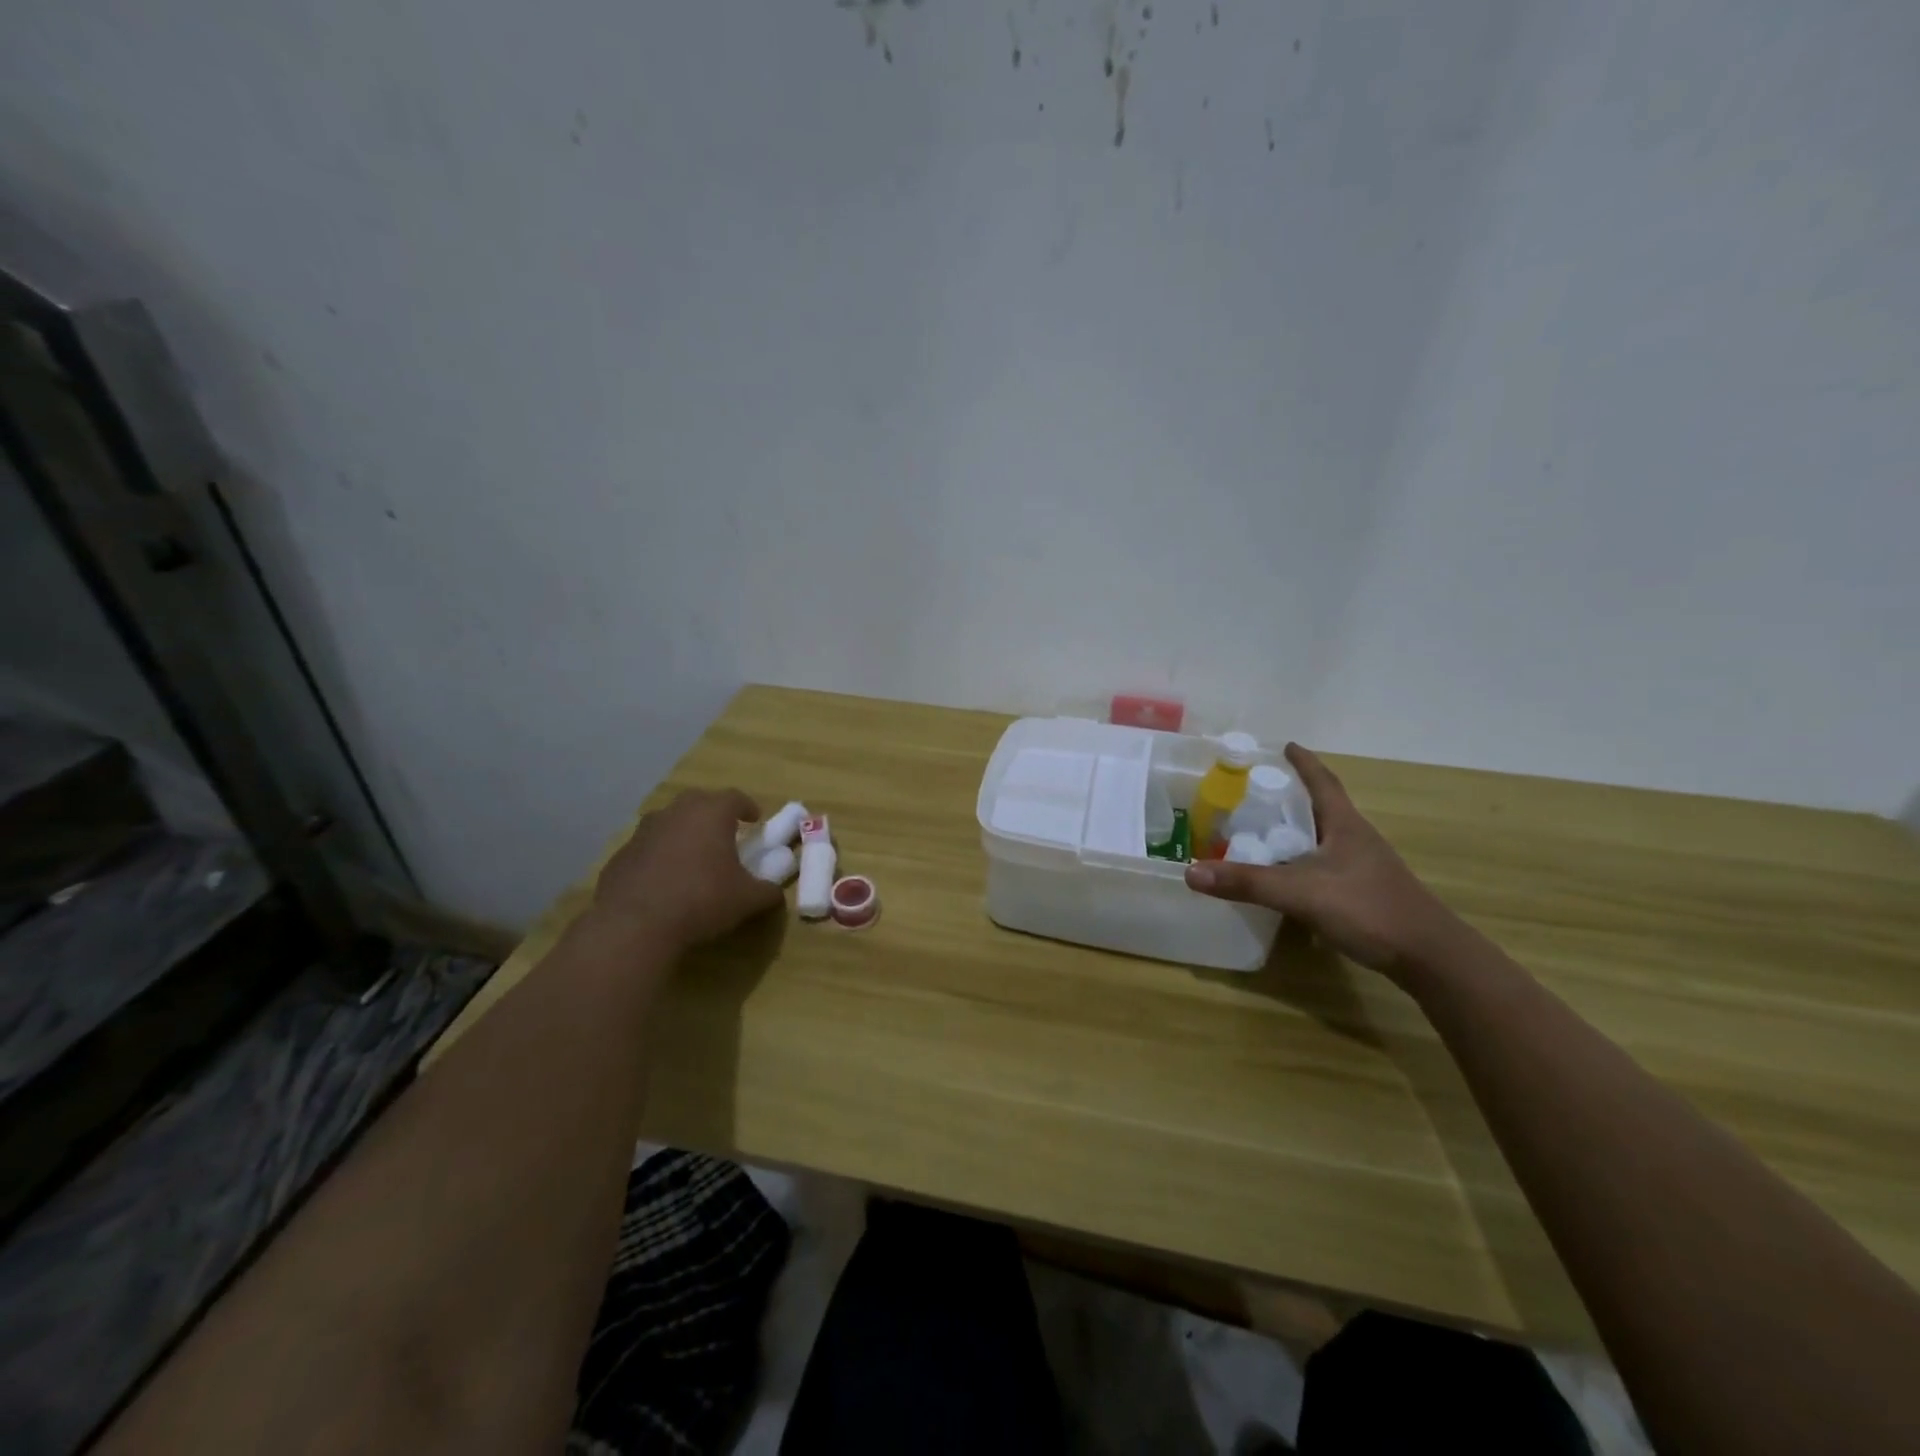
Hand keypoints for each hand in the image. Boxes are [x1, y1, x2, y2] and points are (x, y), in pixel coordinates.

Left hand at [589, 788, 784, 951]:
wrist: (635, 925)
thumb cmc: (702, 900)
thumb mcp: (747, 900)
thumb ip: (767, 892)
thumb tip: (775, 892)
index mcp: (711, 813)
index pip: (735, 797)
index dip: (747, 807)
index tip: (754, 820)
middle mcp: (676, 812)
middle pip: (698, 801)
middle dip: (713, 814)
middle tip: (724, 834)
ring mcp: (643, 831)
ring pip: (669, 822)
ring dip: (683, 833)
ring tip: (693, 857)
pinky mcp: (621, 855)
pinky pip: (647, 848)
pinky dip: (659, 856)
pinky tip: (664, 881)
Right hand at [1184, 743, 1462, 978]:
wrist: (1429, 957)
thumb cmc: (1368, 909)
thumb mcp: (1300, 893)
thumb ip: (1246, 882)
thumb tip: (1190, 872)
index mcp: (1345, 825)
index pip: (1321, 782)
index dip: (1302, 763)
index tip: (1284, 746)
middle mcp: (1356, 839)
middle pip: (1322, 807)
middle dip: (1291, 796)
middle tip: (1255, 792)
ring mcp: (1364, 867)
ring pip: (1323, 838)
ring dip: (1297, 831)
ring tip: (1262, 832)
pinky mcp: (1365, 893)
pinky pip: (1326, 865)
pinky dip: (1302, 862)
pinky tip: (1286, 877)